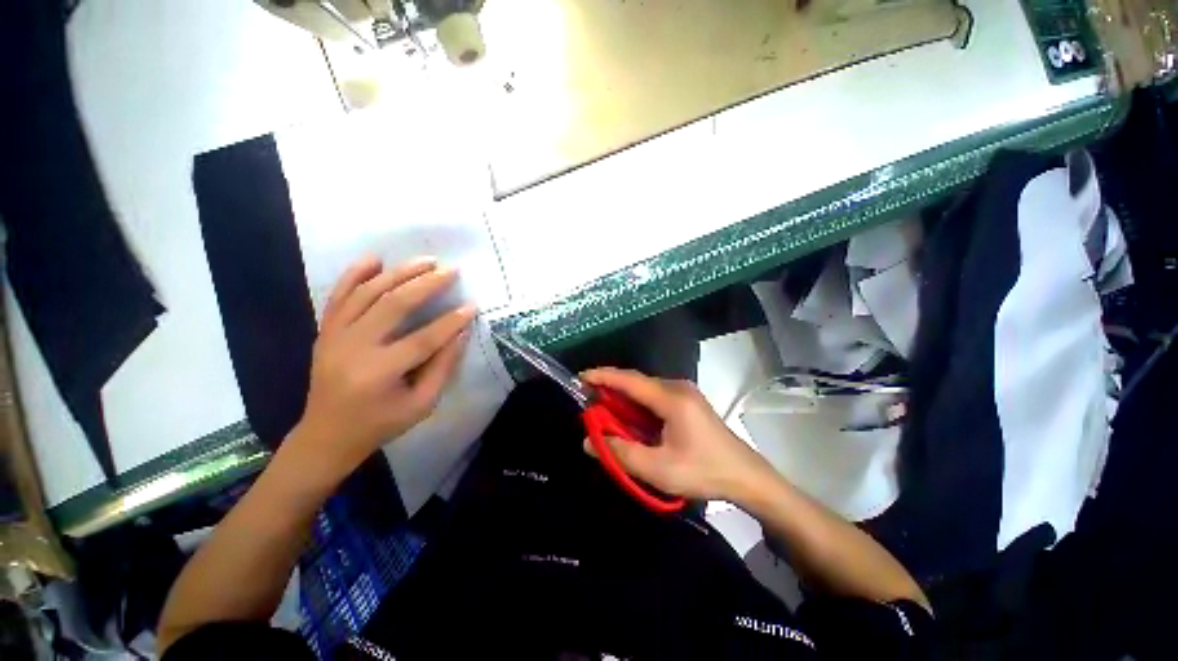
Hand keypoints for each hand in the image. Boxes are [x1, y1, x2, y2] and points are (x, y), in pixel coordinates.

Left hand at [288, 255, 475, 482]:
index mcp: (380, 373)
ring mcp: (334, 336)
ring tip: (425, 261)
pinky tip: (374, 259)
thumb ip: (443, 367)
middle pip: (394, 305)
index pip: (424, 339)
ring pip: (368, 293)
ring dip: (398, 273)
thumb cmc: (381, 423)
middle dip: (426, 285)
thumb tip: (461, 332)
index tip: (472, 306)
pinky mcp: (325, 331)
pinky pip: (339, 296)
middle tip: (451, 271)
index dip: (451, 321)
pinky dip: (355, 274)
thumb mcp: (421, 404)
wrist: (327, 435)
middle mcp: (354, 348)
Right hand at [580, 368, 774, 502]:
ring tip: (603, 410)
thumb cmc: (703, 472)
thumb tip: (588, 441)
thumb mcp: (658, 469)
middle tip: (587, 399)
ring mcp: (684, 393)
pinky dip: (636, 404)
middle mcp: (677, 387)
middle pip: (636, 381)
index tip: (580, 377)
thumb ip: (620, 453)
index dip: (603, 376)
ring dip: (623, 397)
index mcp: (671, 398)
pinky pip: (654, 397)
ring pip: (644, 389)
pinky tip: (629, 417)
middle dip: (610, 388)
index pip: (629, 379)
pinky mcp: (687, 402)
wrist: (746, 477)